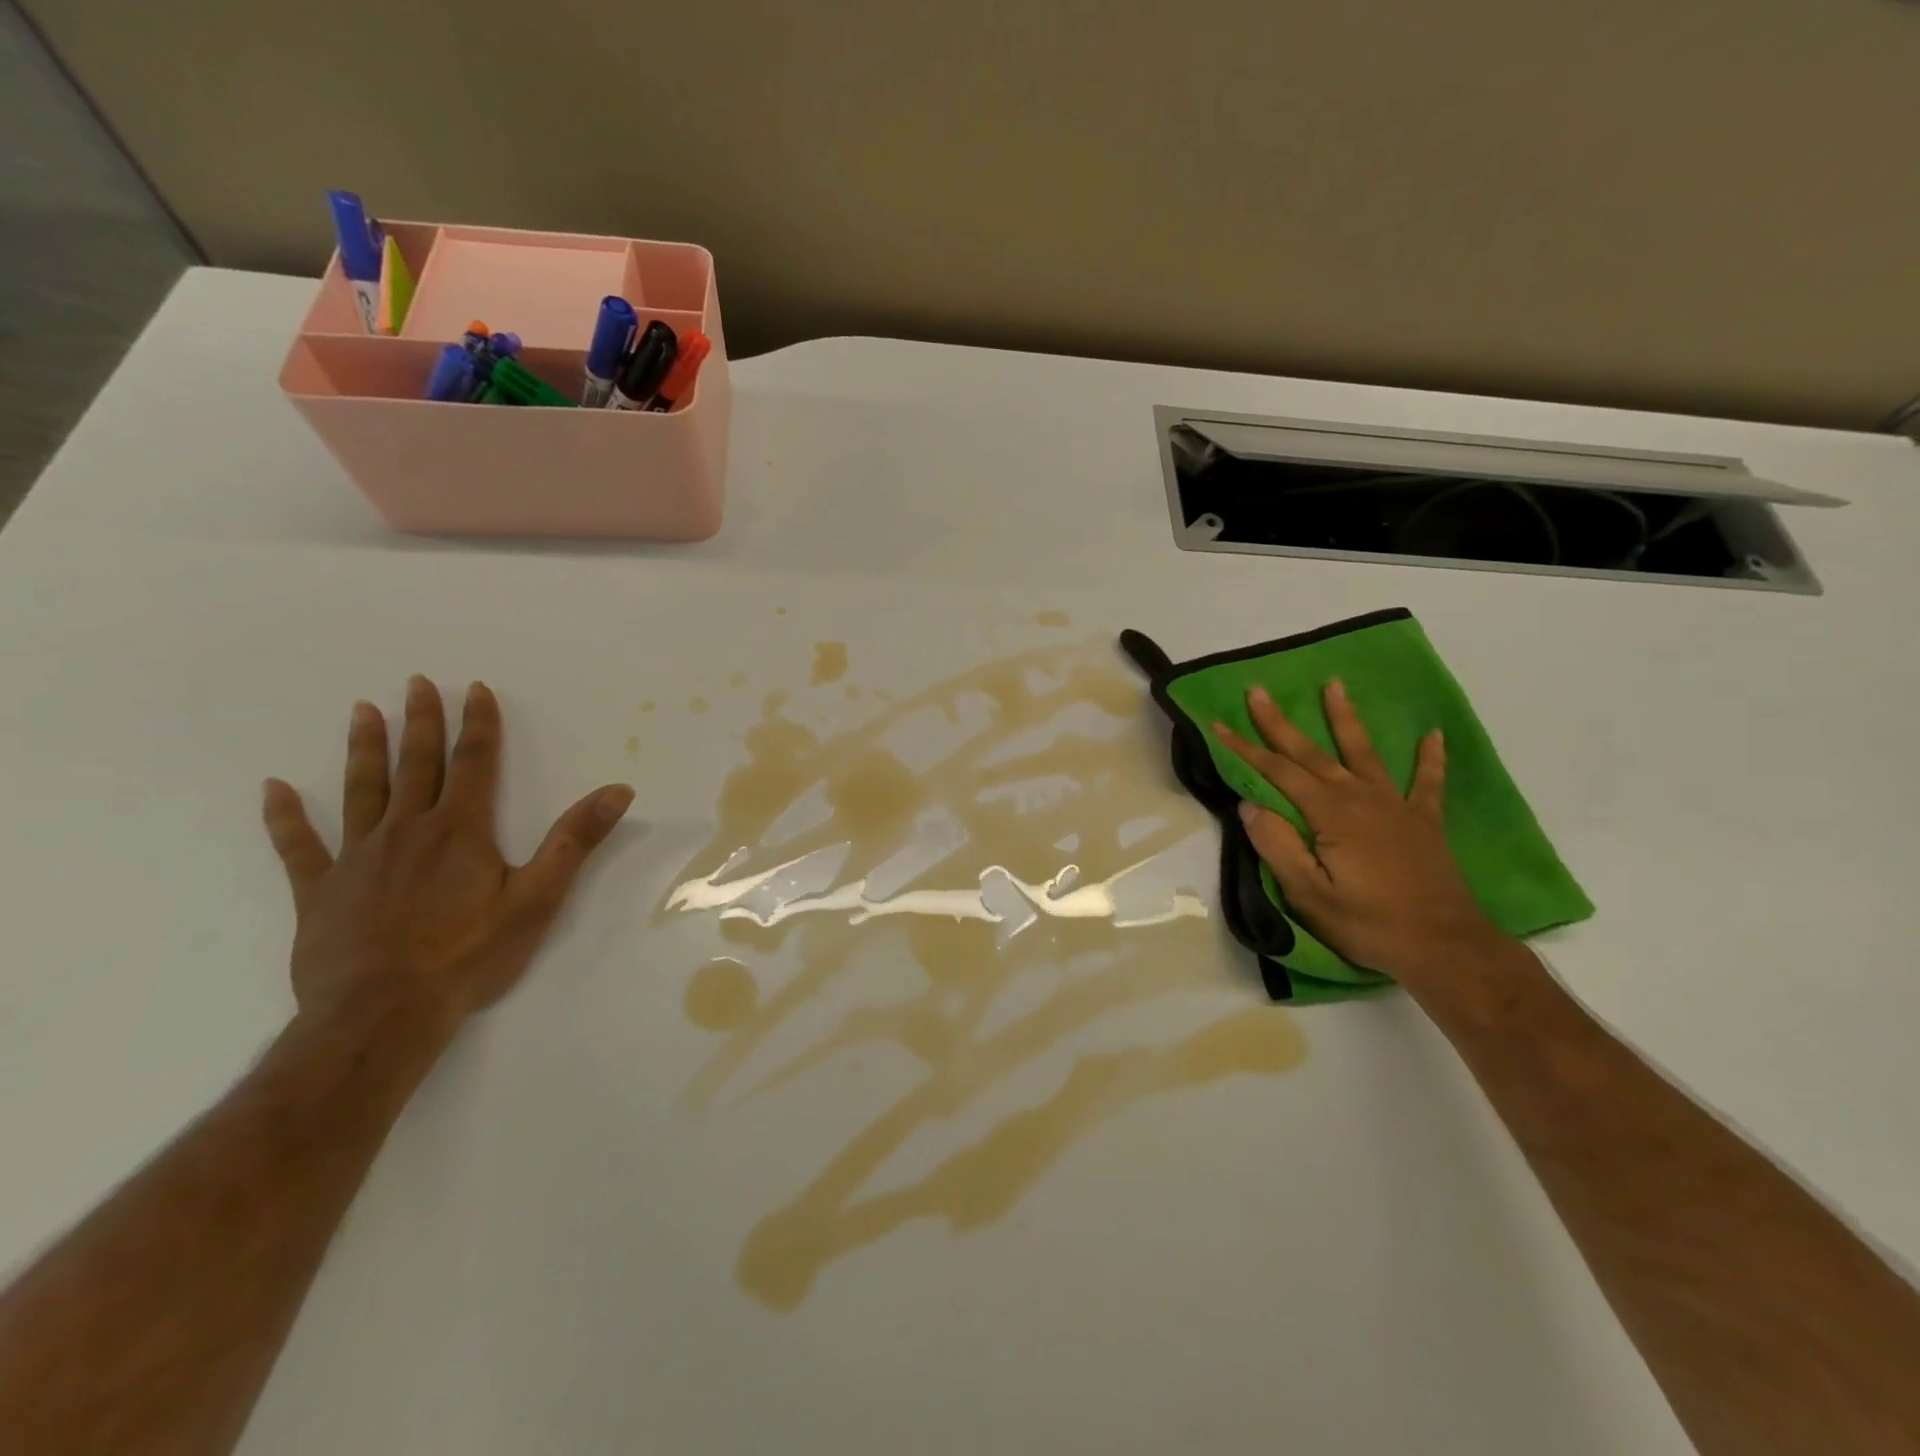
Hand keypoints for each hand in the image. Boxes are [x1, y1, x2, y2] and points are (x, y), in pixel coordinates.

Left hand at [261, 676, 633, 1036]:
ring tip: (362, 711)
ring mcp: (357, 858)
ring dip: (364, 749)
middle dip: (420, 722)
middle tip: (414, 683)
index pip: (474, 763)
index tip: (473, 689)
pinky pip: (299, 846)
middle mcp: (407, 830)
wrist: (383, 1012)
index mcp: (460, 830)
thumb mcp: (539, 897)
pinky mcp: (320, 891)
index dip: (477, 724)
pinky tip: (274, 790)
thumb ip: (576, 840)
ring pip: (361, 791)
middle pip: (416, 765)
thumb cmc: (469, 954)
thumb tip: (618, 790)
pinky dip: (285, 817)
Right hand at [1212, 680, 1509, 983]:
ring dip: (1345, 719)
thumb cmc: (1369, 923)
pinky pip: (1427, 783)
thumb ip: (1277, 845)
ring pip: (1364, 753)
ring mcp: (1396, 807)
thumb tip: (1249, 806)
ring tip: (1334, 686)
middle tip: (1259, 691)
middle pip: (1312, 753)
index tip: (1217, 724)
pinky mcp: (1424, 823)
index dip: (1245, 748)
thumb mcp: (1308, 894)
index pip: (1277, 772)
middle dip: (1281, 723)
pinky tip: (1433, 736)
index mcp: (1330, 814)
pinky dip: (1429, 758)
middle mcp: (1361, 798)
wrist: (1445, 947)